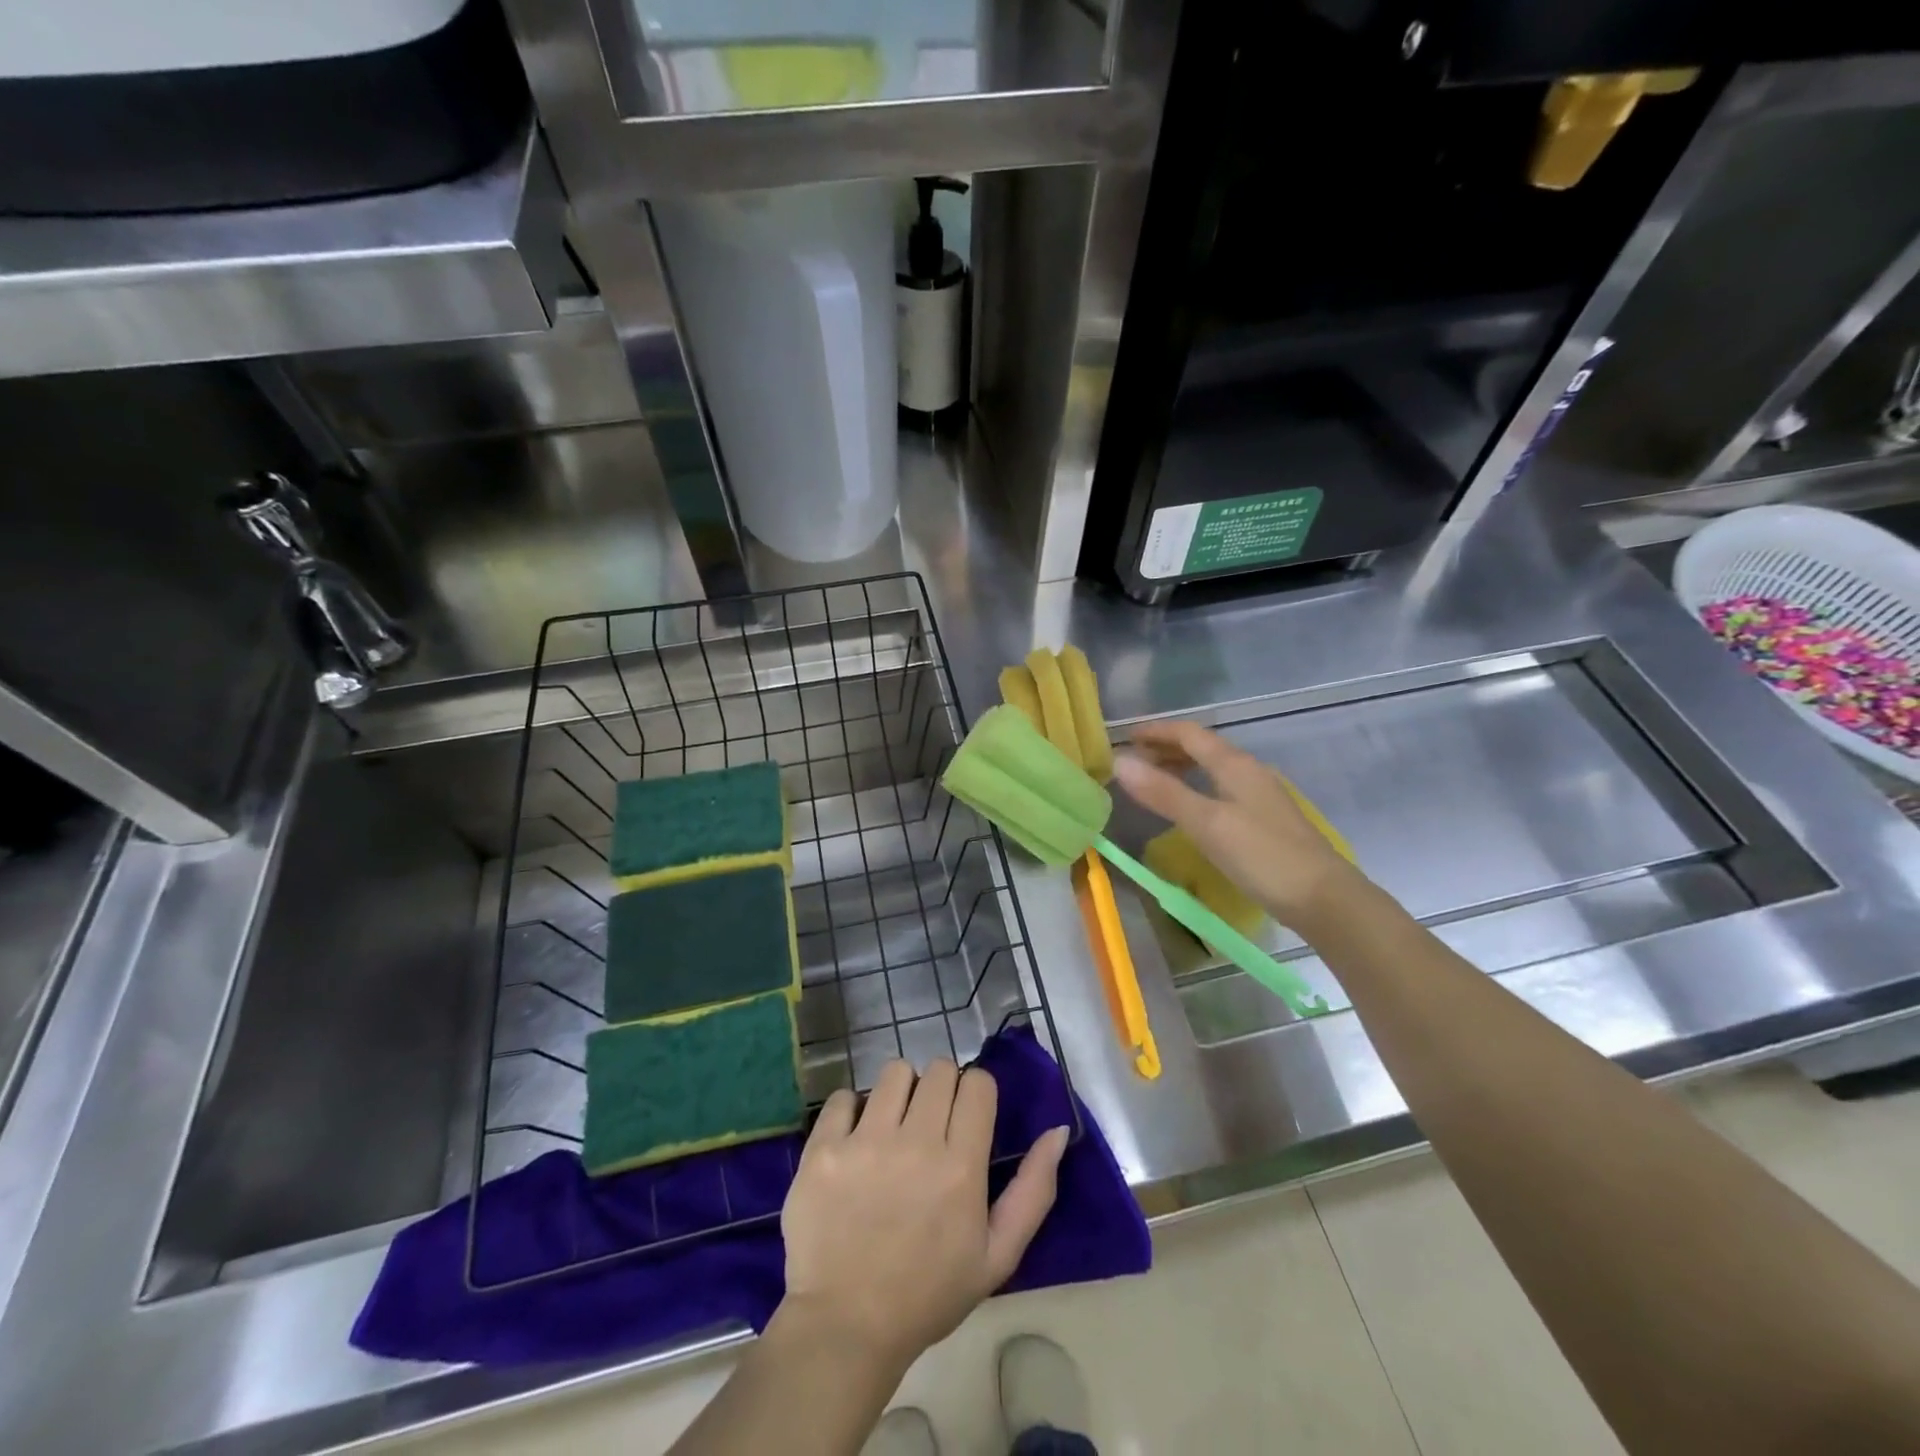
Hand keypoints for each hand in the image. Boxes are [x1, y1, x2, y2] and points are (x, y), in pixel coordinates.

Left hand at [778, 1059, 1068, 1372]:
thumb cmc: (928, 1294)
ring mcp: (865, 1142)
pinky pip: (844, 1095)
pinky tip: (854, 1140)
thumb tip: (1056, 1130)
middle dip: (941, 1089)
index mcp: (961, 1166)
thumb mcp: (997, 1256)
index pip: (978, 1083)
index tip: (966, 1118)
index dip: (976, 1094)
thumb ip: (1033, 1190)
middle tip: (930, 1125)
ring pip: (894, 1072)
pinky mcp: (823, 1149)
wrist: (845, 1328)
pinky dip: (851, 1111)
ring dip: (900, 1092)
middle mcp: (916, 1142)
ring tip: (893, 1127)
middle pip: (939, 1069)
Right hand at [1113, 719, 1365, 931]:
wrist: (1325, 899)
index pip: (1189, 734)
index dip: (1156, 732)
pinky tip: (1191, 810)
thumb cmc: (1263, 857)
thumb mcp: (1207, 823)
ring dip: (1181, 768)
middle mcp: (1249, 772)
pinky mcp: (1266, 821)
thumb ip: (1163, 793)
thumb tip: (1119, 762)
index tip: (1124, 738)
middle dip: (1166, 749)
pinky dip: (1197, 789)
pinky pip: (1222, 790)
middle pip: (1203, 748)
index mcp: (1235, 765)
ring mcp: (1261, 797)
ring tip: (1154, 782)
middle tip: (1133, 762)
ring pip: (1213, 769)